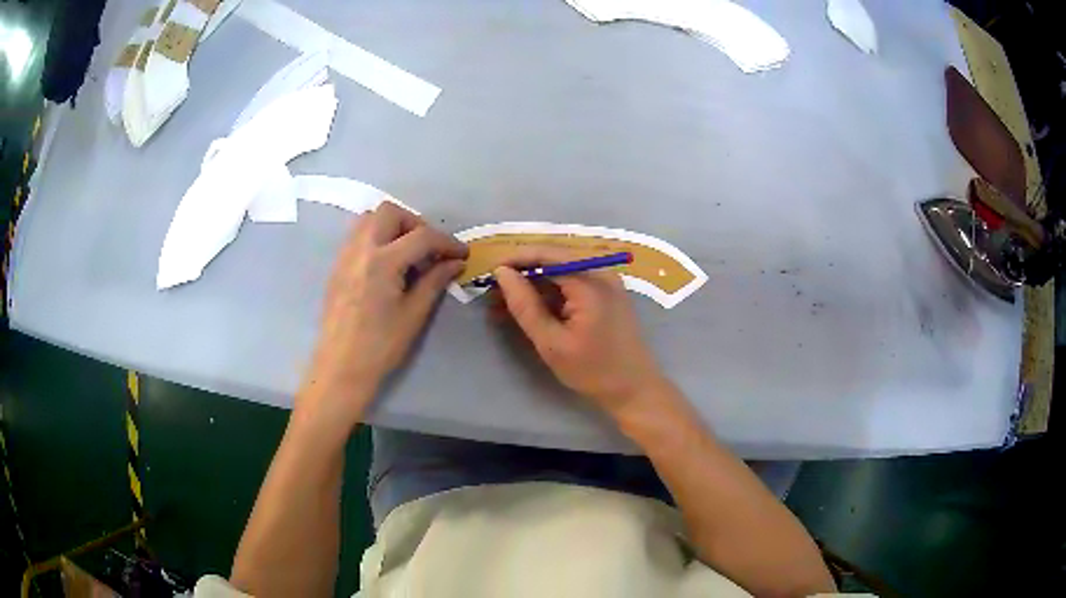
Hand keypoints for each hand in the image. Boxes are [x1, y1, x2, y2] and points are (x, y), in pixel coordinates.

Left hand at [300, 202, 467, 425]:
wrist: (340, 367)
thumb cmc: (380, 346)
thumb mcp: (414, 314)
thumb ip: (434, 281)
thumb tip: (454, 263)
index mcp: (383, 262)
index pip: (422, 236)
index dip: (447, 242)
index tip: (461, 254)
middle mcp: (361, 250)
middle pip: (389, 212)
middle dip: (415, 224)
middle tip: (428, 250)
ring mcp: (345, 256)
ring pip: (368, 219)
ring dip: (393, 226)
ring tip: (407, 254)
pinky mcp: (337, 267)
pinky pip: (357, 236)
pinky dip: (376, 238)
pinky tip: (387, 265)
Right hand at [493, 247, 666, 418]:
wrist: (634, 389)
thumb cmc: (593, 370)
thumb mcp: (551, 342)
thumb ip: (525, 305)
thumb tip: (502, 274)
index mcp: (591, 281)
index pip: (546, 254)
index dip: (515, 259)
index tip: (488, 273)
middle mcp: (601, 271)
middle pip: (554, 258)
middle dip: (522, 272)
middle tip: (492, 291)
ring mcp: (606, 281)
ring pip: (561, 270)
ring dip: (533, 283)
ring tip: (503, 303)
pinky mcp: (606, 293)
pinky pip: (572, 282)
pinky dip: (549, 292)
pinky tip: (528, 308)